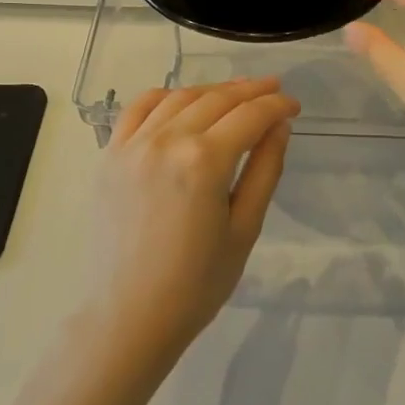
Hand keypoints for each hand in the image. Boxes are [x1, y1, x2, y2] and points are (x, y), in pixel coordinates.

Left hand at [88, 78, 298, 355]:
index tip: (294, 105)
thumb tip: (280, 126)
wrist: (129, 315)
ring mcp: (133, 145)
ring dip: (212, 89)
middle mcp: (166, 140)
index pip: (250, 116)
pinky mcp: (110, 156)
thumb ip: (265, 169)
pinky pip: (137, 109)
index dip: (277, 105)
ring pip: (179, 97)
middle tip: (274, 89)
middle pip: (216, 99)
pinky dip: (164, 96)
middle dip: (250, 91)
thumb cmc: (196, 283)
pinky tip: (182, 100)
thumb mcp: (245, 228)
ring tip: (236, 92)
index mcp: (204, 161)